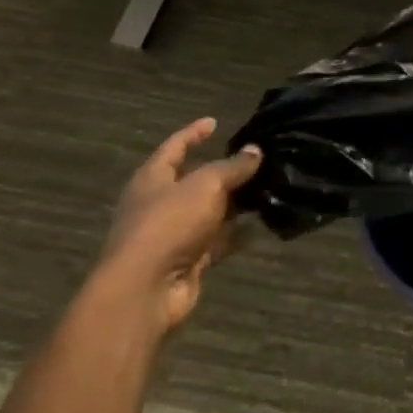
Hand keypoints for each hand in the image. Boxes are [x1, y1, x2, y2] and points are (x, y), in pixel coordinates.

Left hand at [95, 118, 261, 334]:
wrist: (144, 290)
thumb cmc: (168, 223)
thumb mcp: (206, 184)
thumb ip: (233, 166)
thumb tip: (255, 151)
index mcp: (152, 179)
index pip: (175, 147)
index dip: (194, 133)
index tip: (214, 122)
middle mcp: (159, 204)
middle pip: (194, 180)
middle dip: (223, 170)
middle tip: (255, 158)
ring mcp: (172, 235)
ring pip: (209, 212)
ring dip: (234, 203)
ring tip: (267, 188)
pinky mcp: (186, 261)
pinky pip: (216, 241)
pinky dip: (236, 233)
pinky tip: (260, 225)